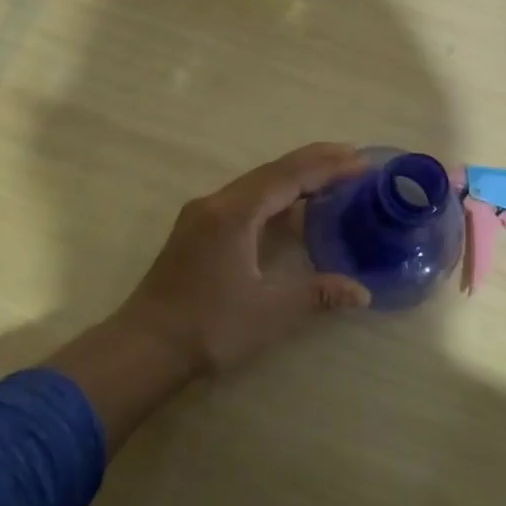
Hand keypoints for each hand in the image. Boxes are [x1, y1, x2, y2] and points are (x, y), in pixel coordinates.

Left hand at [113, 142, 371, 377]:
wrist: (144, 348)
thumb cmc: (208, 327)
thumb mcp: (269, 312)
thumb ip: (317, 293)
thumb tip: (362, 292)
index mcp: (234, 213)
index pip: (289, 177)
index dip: (327, 167)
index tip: (361, 161)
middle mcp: (216, 203)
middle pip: (272, 172)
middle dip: (314, 162)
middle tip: (353, 158)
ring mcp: (202, 215)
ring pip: (256, 184)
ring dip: (293, 177)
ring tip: (330, 175)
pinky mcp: (196, 230)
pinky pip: (243, 199)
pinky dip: (274, 196)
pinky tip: (290, 208)